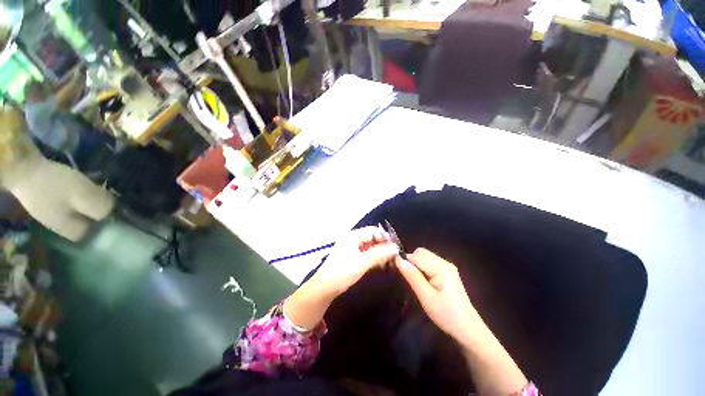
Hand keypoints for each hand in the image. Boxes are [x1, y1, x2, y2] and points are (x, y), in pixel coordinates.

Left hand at [310, 226, 398, 295]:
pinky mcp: (350, 256)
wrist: (323, 288)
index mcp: (353, 236)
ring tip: (389, 261)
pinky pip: (364, 253)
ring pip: (368, 246)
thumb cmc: (342, 273)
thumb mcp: (362, 263)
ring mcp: (350, 248)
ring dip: (379, 252)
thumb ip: (379, 254)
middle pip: (371, 237)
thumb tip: (395, 247)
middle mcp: (351, 239)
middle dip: (383, 245)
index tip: (396, 246)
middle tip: (394, 255)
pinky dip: (372, 257)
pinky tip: (379, 264)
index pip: (373, 230)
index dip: (385, 237)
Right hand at [395, 248, 479, 344]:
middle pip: (421, 253)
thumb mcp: (426, 296)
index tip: (400, 274)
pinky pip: (429, 263)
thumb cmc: (446, 314)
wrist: (467, 329)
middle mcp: (444, 262)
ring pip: (424, 257)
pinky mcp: (446, 271)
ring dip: (417, 266)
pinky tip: (424, 282)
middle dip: (412, 262)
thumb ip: (412, 276)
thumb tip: (398, 259)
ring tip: (417, 282)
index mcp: (441, 267)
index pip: (417, 255)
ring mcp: (447, 266)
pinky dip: (422, 269)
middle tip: (411, 280)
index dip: (406, 262)